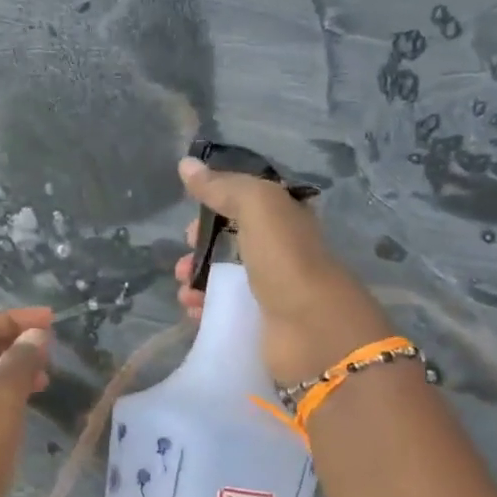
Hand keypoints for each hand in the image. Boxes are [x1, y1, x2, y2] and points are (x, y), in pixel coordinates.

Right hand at [173, 157, 392, 386]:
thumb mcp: (258, 208)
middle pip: (232, 246)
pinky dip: (206, 311)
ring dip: (198, 283)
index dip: (216, 210)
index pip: (247, 206)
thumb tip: (185, 164)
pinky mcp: (262, 325)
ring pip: (226, 281)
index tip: (190, 226)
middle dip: (200, 252)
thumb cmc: (287, 262)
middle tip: (182, 264)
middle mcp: (282, 254)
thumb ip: (223, 186)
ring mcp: (273, 292)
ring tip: (184, 293)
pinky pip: (226, 312)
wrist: (313, 331)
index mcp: (287, 221)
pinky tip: (193, 313)